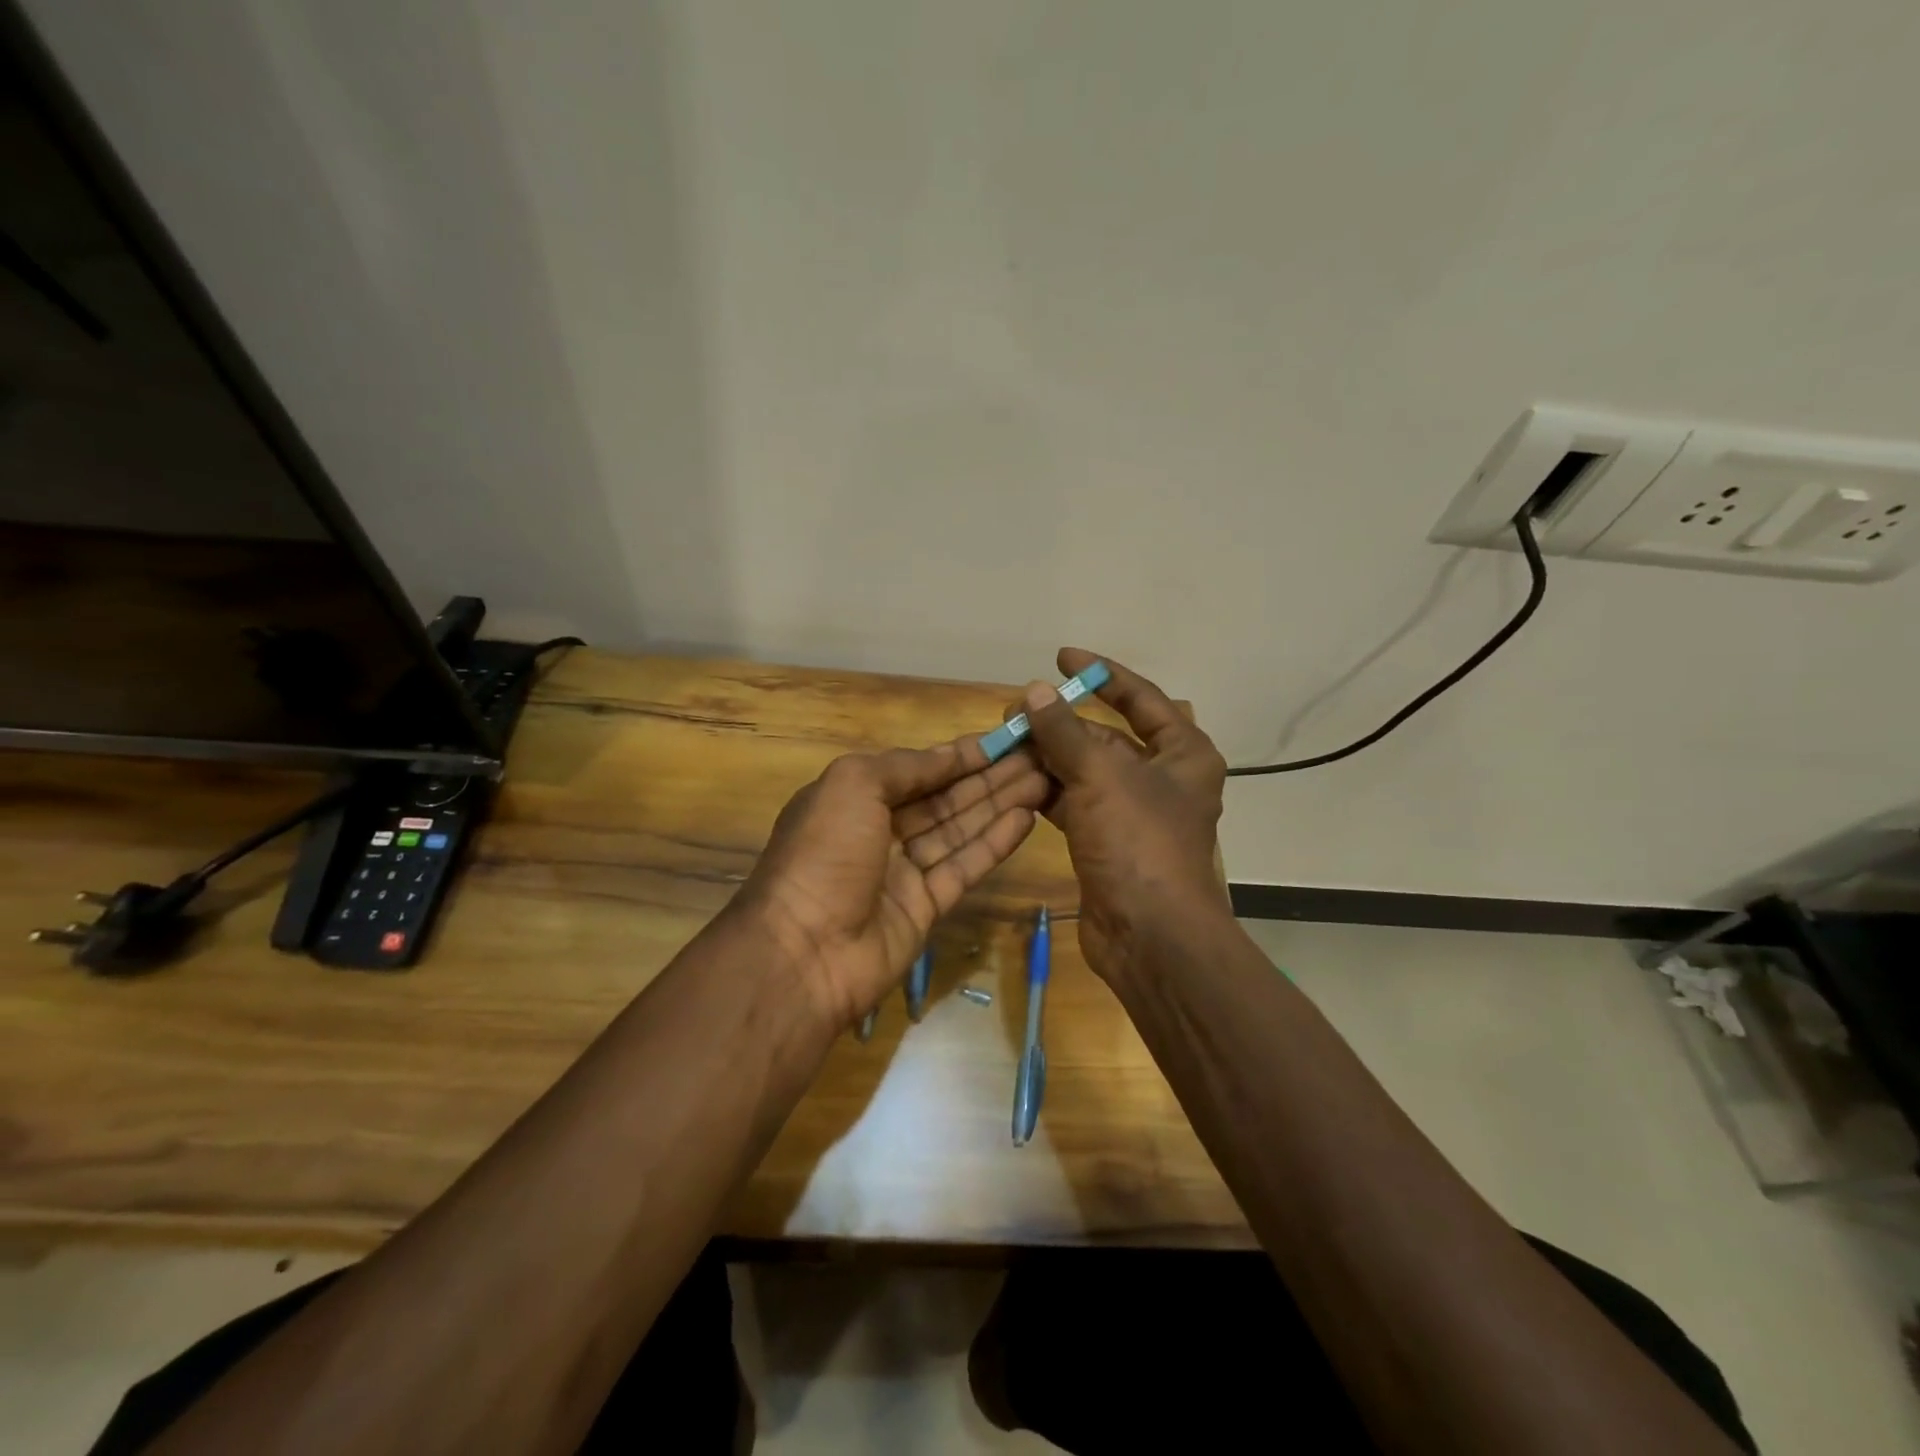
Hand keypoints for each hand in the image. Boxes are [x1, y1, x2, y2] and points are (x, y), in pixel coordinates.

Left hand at [737, 737, 1048, 1028]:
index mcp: (855, 798)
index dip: (959, 755)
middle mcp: (880, 831)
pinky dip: (994, 844)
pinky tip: (1026, 819)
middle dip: (988, 777)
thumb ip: (904, 766)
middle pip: (944, 798)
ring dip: (999, 804)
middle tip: (1036, 758)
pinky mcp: (926, 907)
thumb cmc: (824, 853)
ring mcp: (903, 872)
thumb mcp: (852, 785)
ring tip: (1043, 781)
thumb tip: (947, 755)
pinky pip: (964, 867)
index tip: (1002, 740)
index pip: (918, 770)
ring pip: (959, 830)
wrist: (805, 952)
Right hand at [1019, 648, 1229, 979]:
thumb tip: (1032, 691)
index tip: (1062, 657)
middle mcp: (1163, 778)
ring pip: (1086, 771)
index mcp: (1183, 753)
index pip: (1141, 698)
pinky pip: (1074, 803)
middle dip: (1061, 722)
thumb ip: (1064, 731)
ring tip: (1006, 742)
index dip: (1102, 674)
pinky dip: (1047, 791)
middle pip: (1106, 736)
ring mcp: (1133, 812)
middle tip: (1015, 710)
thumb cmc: (1138, 842)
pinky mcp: (1108, 841)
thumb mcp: (1100, 776)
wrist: (1150, 935)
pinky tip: (1014, 781)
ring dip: (1048, 757)